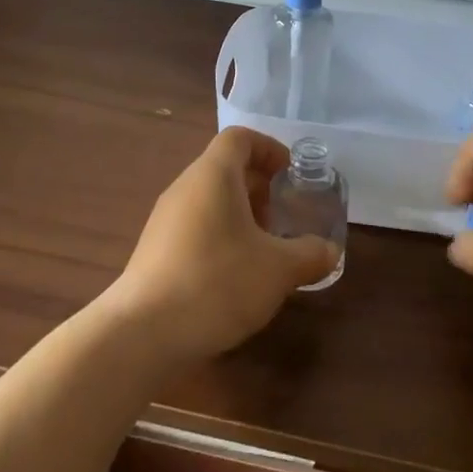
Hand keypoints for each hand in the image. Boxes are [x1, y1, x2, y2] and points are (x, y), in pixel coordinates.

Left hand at [106, 127, 340, 361]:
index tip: (291, 174)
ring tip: (264, 250)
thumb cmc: (217, 282)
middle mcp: (185, 188)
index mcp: (212, 176)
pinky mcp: (155, 250)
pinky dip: (220, 236)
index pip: (240, 138)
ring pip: (210, 200)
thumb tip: (329, 251)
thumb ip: (309, 255)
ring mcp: (164, 219)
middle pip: (225, 168)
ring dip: (241, 215)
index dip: (270, 149)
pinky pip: (195, 226)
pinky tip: (235, 276)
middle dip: (259, 187)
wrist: (143, 332)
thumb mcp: (278, 270)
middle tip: (284, 218)